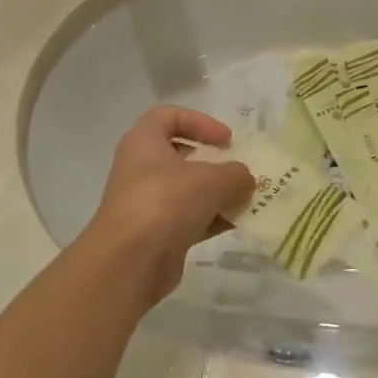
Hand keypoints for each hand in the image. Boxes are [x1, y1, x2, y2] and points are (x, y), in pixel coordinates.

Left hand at [81, 106, 255, 301]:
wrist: (131, 261)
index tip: (226, 140)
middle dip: (214, 162)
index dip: (200, 122)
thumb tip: (244, 179)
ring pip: (187, 190)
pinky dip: (212, 219)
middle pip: (180, 155)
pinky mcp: (156, 233)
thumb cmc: (167, 202)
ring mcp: (147, 203)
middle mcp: (141, 169)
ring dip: (218, 193)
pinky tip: (238, 223)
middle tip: (238, 169)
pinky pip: (189, 218)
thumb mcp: (212, 179)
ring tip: (247, 199)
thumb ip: (235, 173)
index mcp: (144, 142)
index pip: (168, 116)